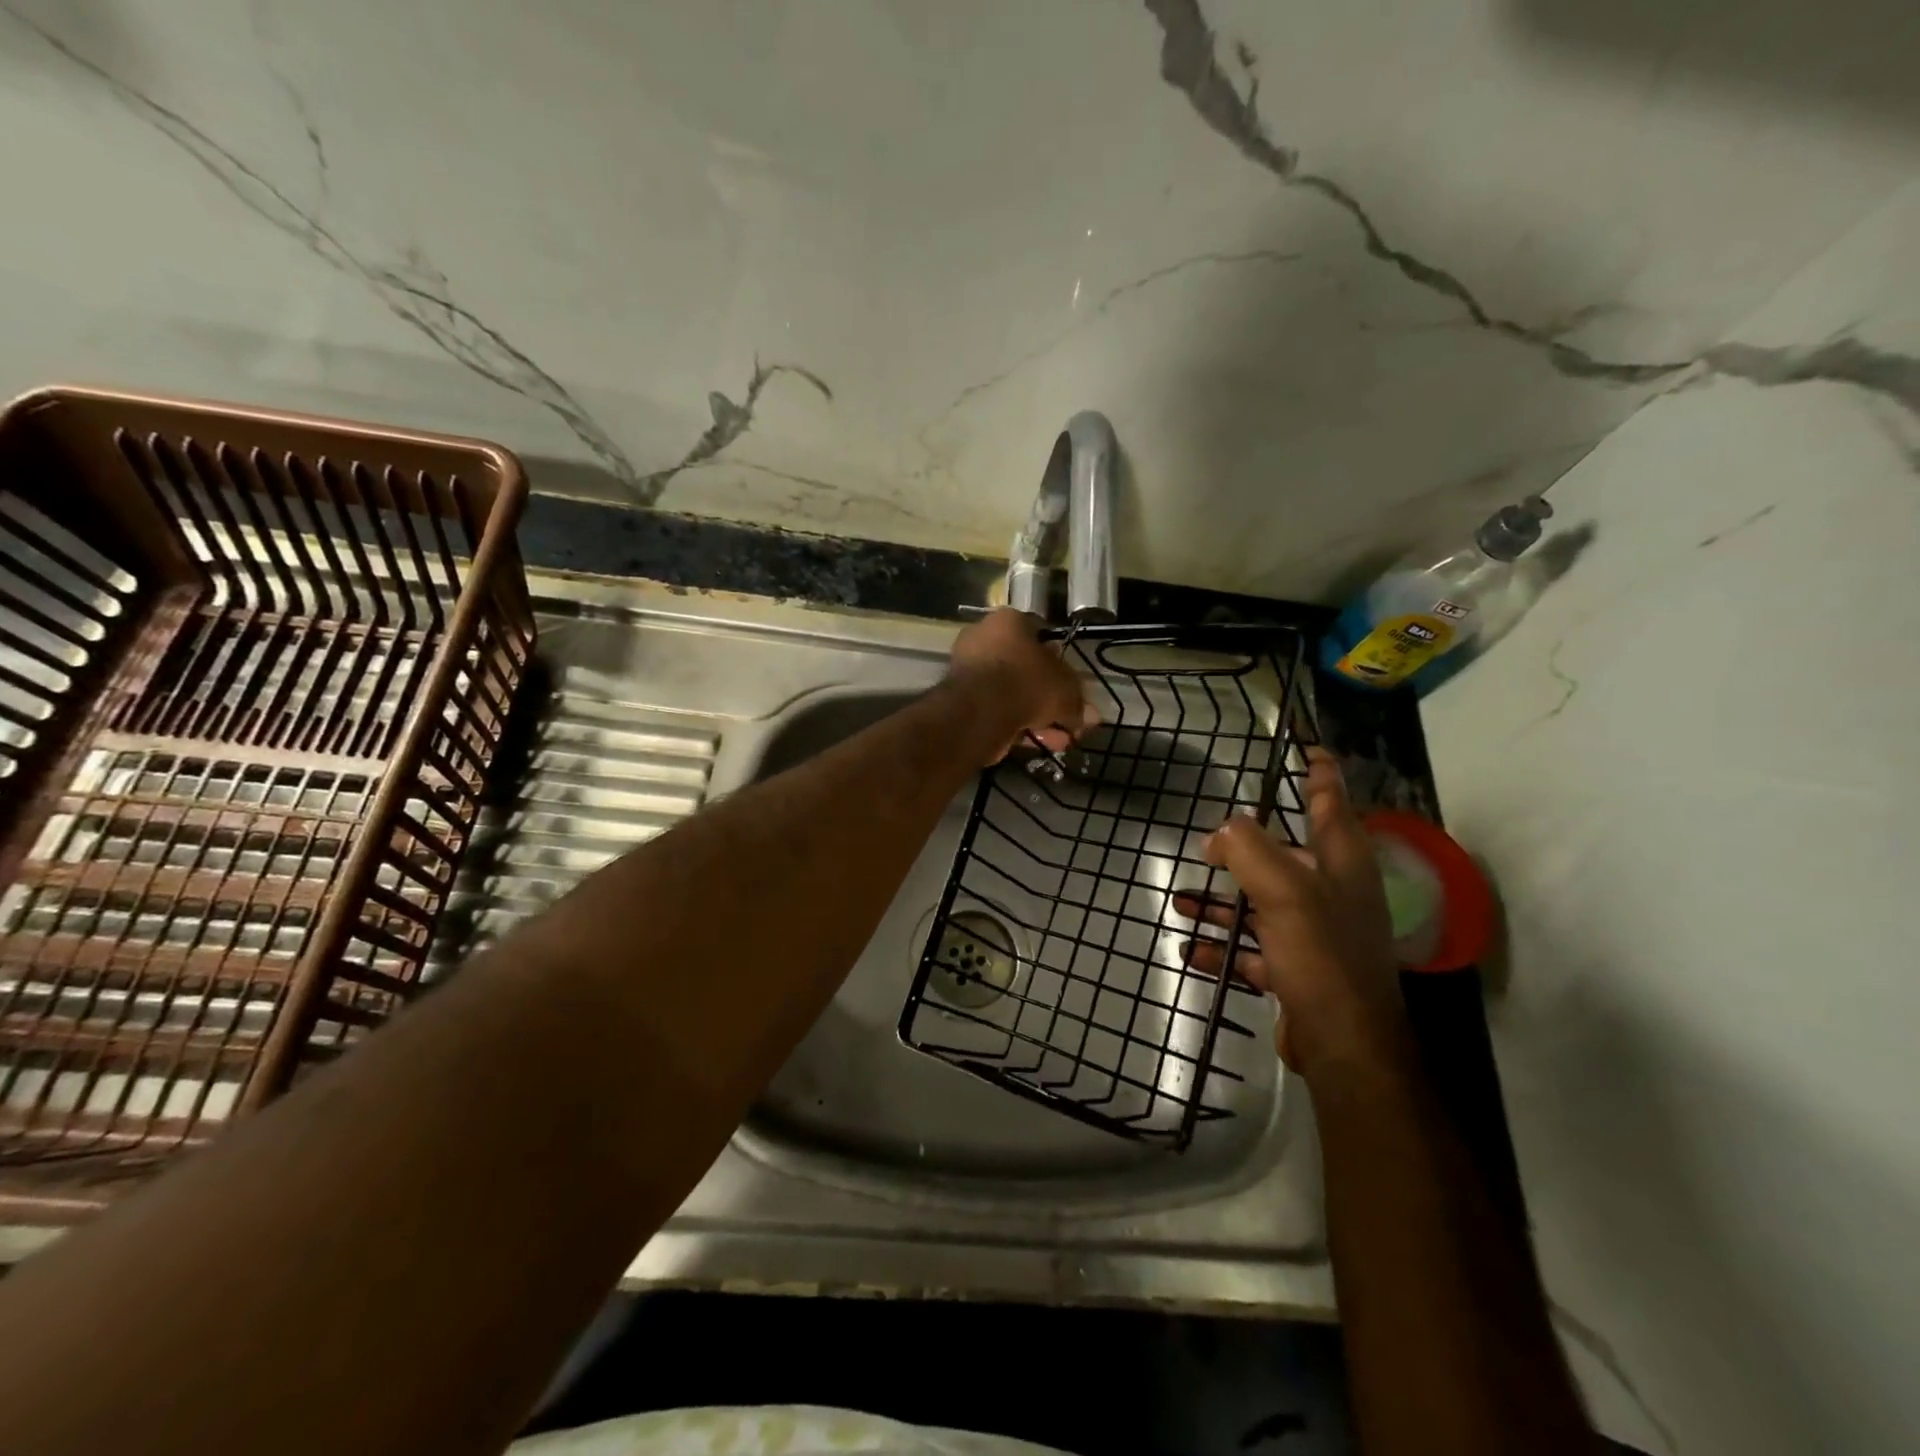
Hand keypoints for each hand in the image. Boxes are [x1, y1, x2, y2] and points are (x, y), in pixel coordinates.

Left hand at [946, 608, 1094, 762]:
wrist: (980, 712)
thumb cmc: (1027, 683)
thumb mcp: (1066, 690)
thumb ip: (1078, 702)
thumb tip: (1089, 717)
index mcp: (1008, 621)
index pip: (1041, 633)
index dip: (1061, 660)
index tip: (1072, 683)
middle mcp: (984, 638)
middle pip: (1026, 668)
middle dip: (1050, 698)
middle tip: (1068, 720)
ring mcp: (969, 670)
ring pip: (1012, 693)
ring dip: (1037, 717)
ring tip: (1058, 740)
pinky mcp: (960, 699)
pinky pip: (997, 709)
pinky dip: (1017, 725)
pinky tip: (1038, 743)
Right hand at [1175, 748, 1408, 1081]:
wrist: (1344, 1046)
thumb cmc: (1322, 955)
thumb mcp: (1284, 891)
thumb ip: (1249, 849)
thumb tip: (1221, 832)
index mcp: (1342, 864)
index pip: (1331, 804)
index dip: (1321, 775)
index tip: (1308, 751)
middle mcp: (1333, 894)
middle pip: (1287, 856)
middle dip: (1246, 849)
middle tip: (1210, 842)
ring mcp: (1316, 934)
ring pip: (1262, 904)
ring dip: (1222, 902)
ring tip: (1181, 897)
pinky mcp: (1298, 971)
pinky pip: (1253, 949)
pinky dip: (1223, 946)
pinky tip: (1190, 947)